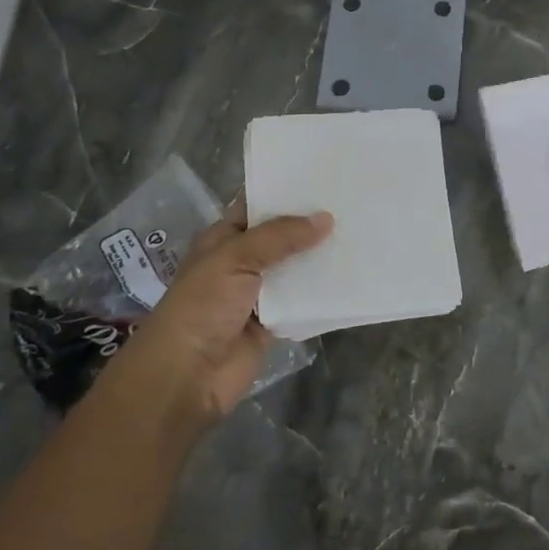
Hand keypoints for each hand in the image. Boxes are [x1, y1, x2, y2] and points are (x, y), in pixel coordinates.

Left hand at [116, 194, 332, 424]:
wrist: (187, 375)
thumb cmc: (202, 306)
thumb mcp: (235, 258)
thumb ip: (280, 237)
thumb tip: (325, 218)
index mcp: (223, 239)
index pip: (256, 206)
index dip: (284, 191)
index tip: (323, 174)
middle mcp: (241, 262)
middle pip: (282, 237)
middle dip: (311, 223)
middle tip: (353, 201)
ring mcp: (259, 293)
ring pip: (296, 268)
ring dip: (321, 257)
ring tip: (361, 233)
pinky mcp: (275, 322)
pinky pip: (304, 301)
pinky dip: (323, 293)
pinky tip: (353, 275)